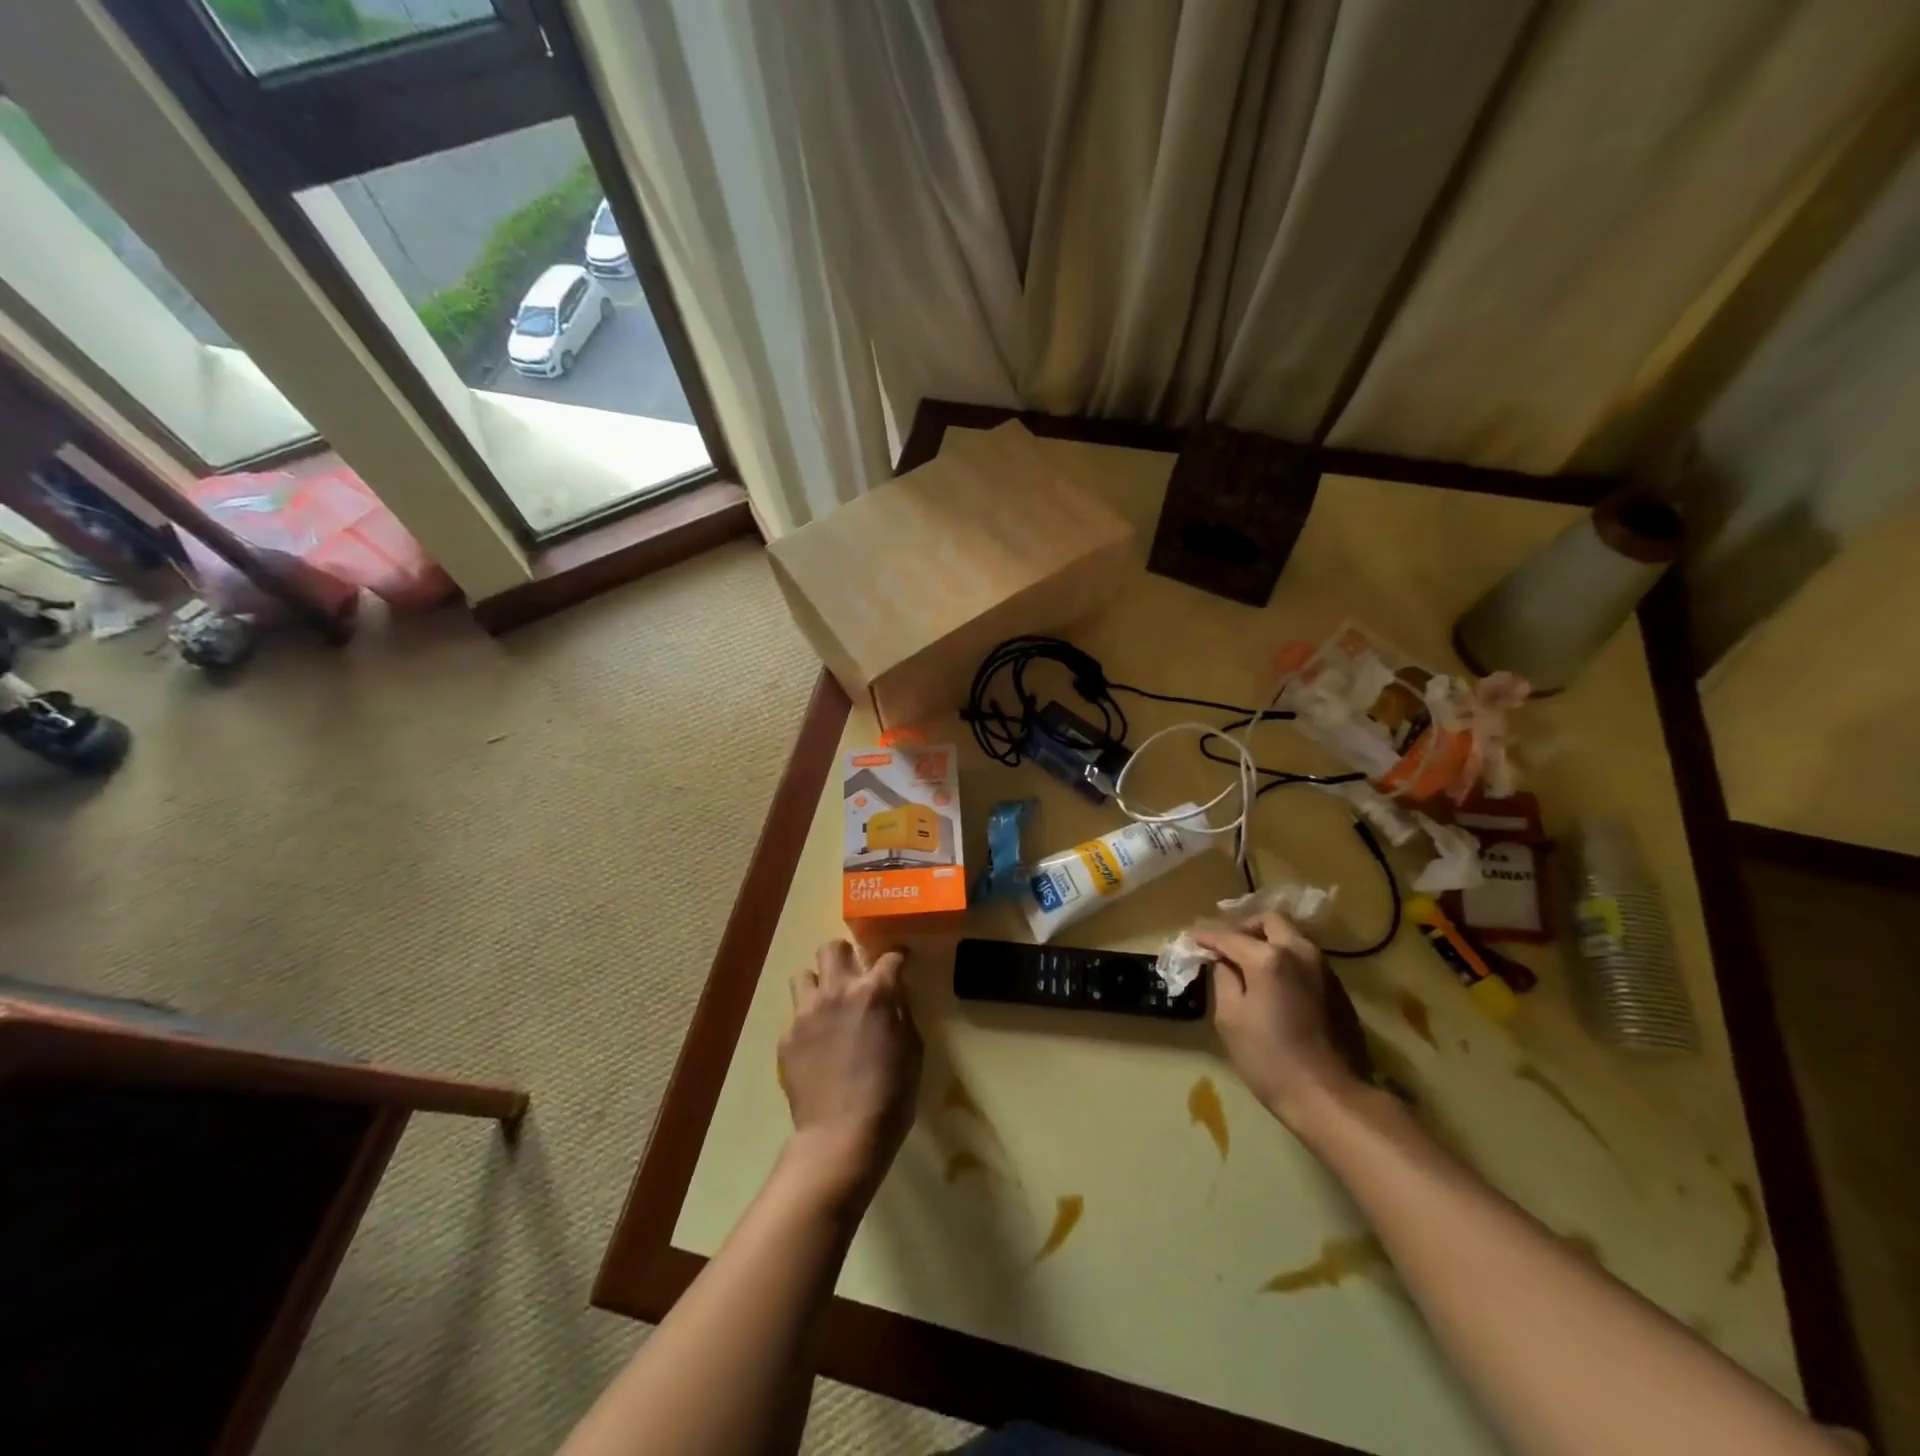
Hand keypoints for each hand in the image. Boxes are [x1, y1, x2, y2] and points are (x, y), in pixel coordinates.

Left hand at [777, 940, 922, 1204]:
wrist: (842, 1136)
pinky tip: (817, 1044)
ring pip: (804, 974)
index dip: (898, 957)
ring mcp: (807, 1012)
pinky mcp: (787, 1037)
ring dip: (818, 984)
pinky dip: (807, 1022)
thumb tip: (895, 994)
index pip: (889, 956)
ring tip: (827, 1005)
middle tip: (855, 977)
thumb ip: (902, 1012)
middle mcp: (838, 991)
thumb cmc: (891, 1095)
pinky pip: (795, 1015)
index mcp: (875, 992)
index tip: (900, 962)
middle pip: (833, 948)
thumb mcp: (913, 1049)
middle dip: (846, 957)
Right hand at [1192, 912, 1362, 1126]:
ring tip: (1246, 961)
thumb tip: (1223, 962)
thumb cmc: (1271, 1060)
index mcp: (1269, 958)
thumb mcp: (1230, 1019)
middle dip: (1242, 927)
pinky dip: (1284, 958)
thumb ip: (1223, 979)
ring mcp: (1323, 968)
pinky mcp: (1337, 988)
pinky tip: (1272, 982)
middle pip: (1268, 921)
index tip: (1189, 938)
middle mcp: (1299, 952)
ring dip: (1266, 941)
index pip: (1228, 936)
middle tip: (1224, 944)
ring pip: (1290, 937)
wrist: (1331, 1097)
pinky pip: (1304, 958)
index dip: (1205, 936)